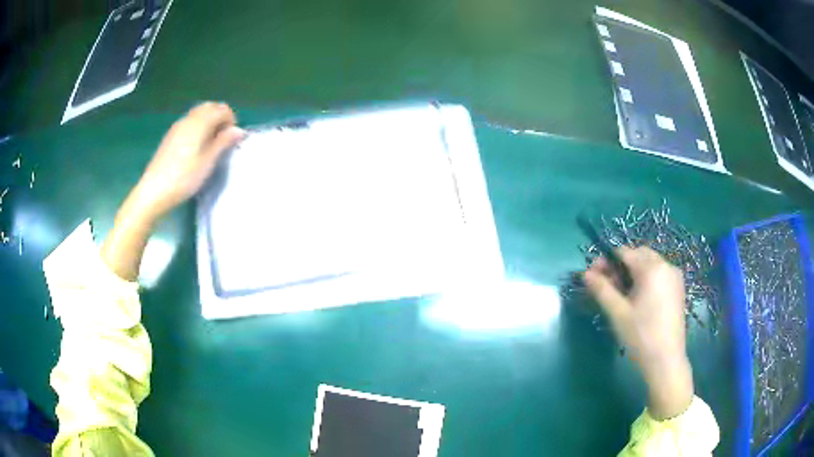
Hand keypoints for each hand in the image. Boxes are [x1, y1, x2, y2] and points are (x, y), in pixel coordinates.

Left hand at [131, 102, 244, 221]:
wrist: (154, 191)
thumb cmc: (184, 178)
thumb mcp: (208, 162)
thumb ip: (223, 142)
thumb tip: (238, 130)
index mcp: (200, 122)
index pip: (222, 109)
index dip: (231, 121)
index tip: (231, 139)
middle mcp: (189, 119)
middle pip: (209, 107)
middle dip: (220, 118)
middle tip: (222, 139)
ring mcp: (177, 126)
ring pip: (198, 114)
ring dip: (209, 122)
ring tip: (210, 144)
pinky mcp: (170, 136)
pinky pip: (189, 122)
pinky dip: (198, 127)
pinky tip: (196, 147)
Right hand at [583, 246, 693, 419]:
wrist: (666, 361)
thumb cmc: (640, 336)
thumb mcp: (618, 313)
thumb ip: (602, 289)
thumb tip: (585, 273)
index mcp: (652, 268)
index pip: (625, 253)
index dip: (606, 261)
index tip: (593, 276)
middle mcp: (666, 266)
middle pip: (638, 255)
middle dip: (620, 266)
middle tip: (606, 286)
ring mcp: (675, 277)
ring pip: (649, 264)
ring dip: (633, 272)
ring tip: (621, 294)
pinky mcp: (678, 289)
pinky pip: (659, 274)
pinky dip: (646, 279)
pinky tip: (638, 299)